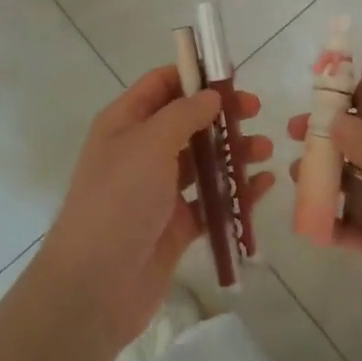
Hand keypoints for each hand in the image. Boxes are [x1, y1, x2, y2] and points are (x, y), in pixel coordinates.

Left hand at [41, 66, 273, 349]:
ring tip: (265, 151)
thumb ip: (185, 114)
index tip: (232, 75)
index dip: (194, 75)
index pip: (161, 85)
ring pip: (203, 161)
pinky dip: (235, 192)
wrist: (96, 286)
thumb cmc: (119, 200)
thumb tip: (211, 95)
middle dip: (222, 115)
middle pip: (187, 121)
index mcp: (125, 123)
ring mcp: (158, 190)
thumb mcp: (150, 143)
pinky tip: (262, 186)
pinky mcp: (176, 225)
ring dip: (233, 152)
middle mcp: (140, 151)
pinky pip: (211, 200)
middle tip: (255, 112)